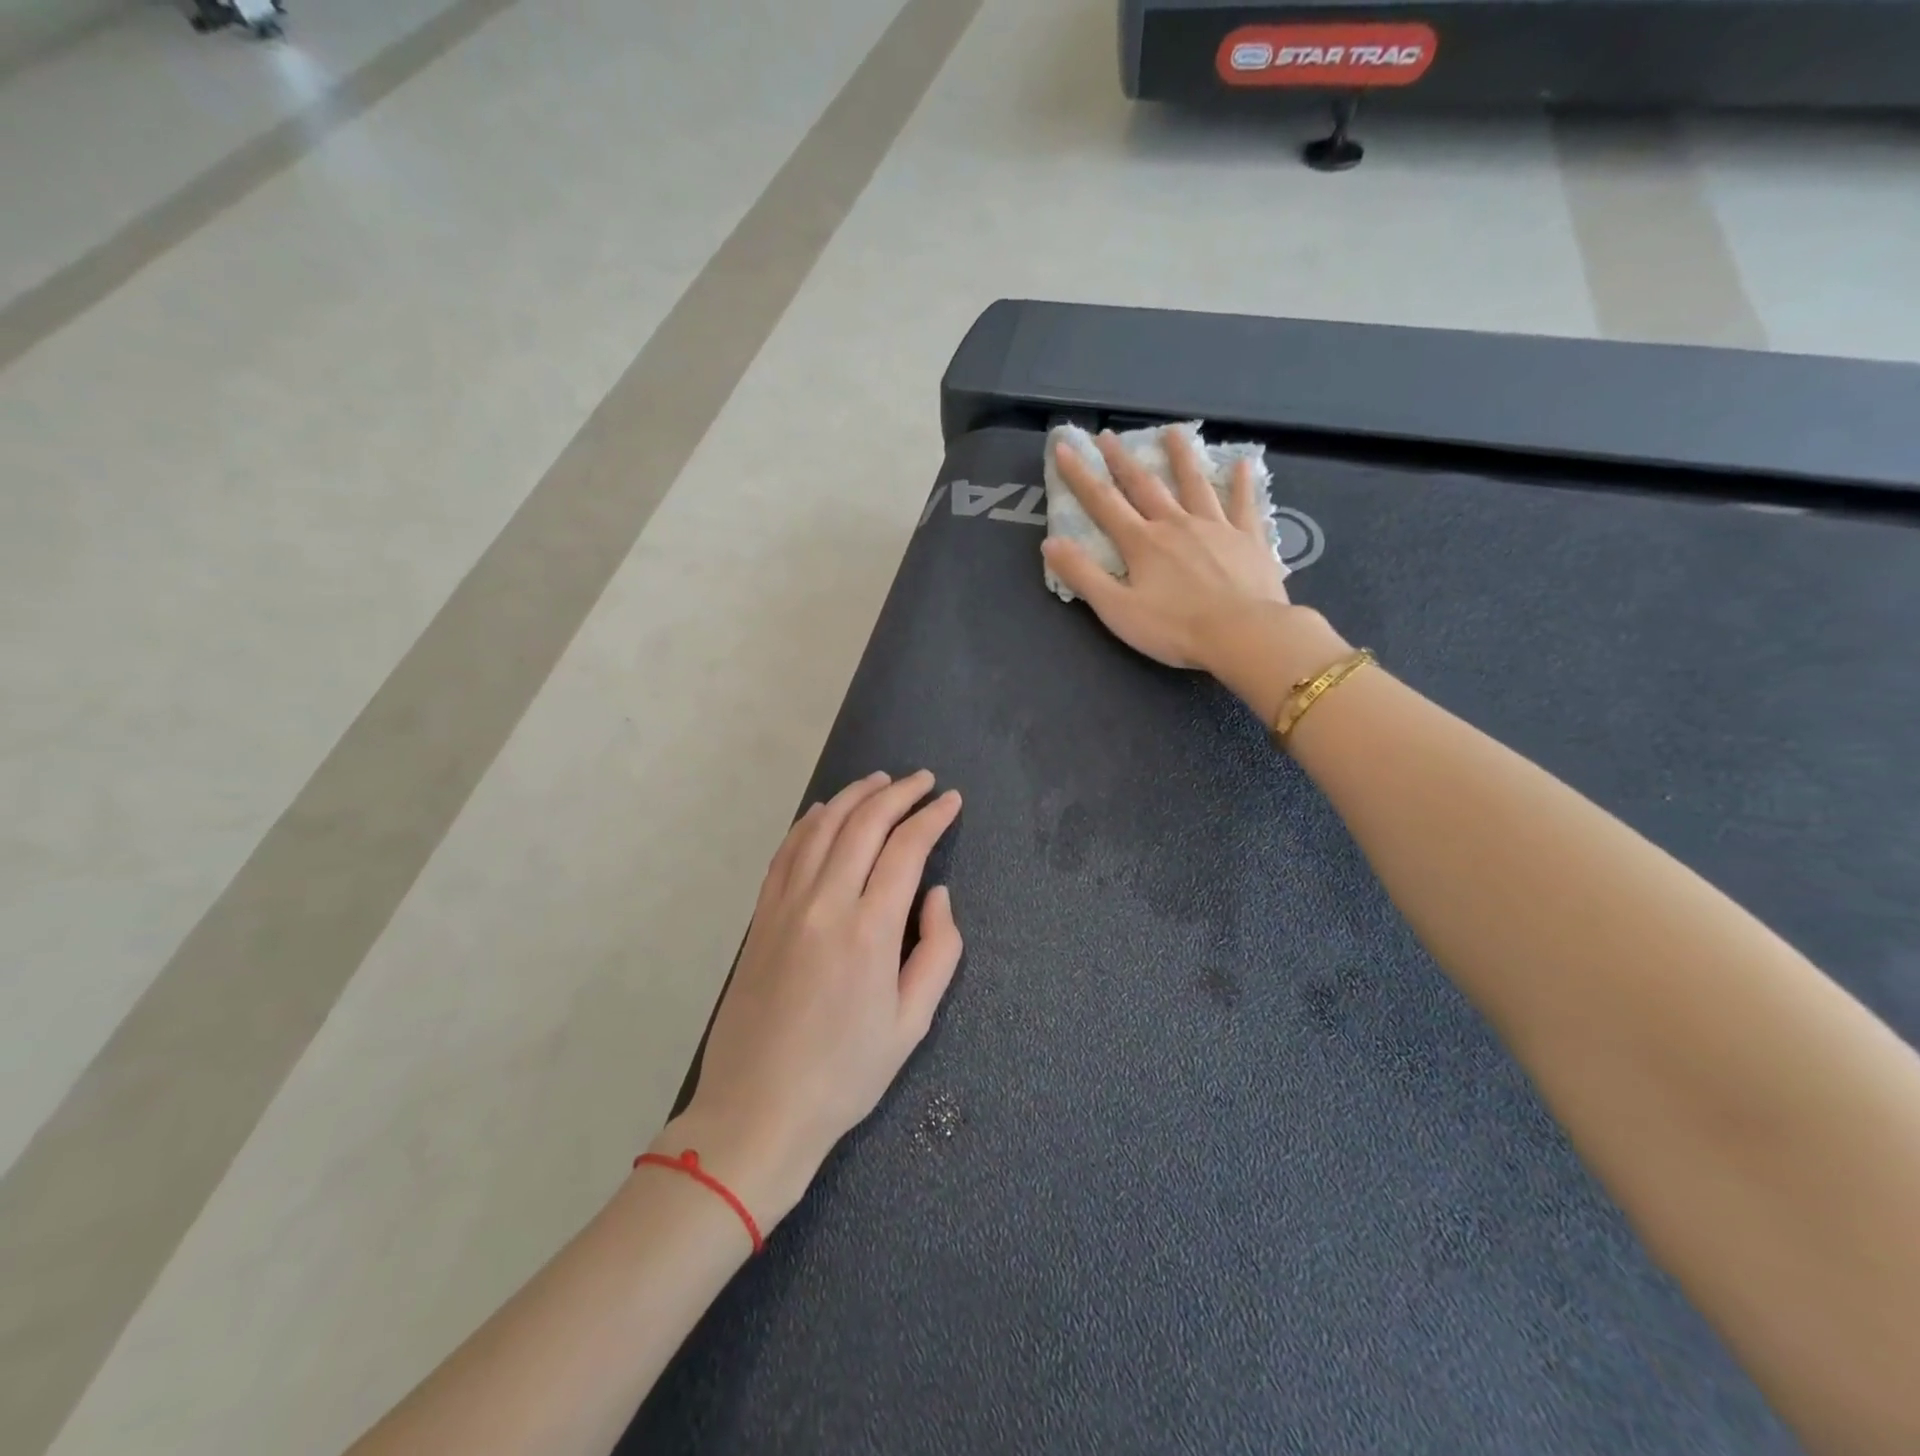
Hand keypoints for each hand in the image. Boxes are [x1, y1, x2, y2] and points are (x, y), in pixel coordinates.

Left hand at [655, 771, 962, 1228]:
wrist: (757, 1108)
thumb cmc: (845, 1074)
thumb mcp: (912, 1023)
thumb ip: (938, 950)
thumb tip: (936, 894)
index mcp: (870, 931)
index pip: (906, 849)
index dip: (932, 817)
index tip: (951, 800)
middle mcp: (825, 903)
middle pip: (864, 824)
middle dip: (899, 794)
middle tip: (924, 781)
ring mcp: (786, 905)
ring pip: (822, 827)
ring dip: (855, 796)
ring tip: (881, 781)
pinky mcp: (761, 915)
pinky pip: (787, 851)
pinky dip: (810, 821)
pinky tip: (825, 811)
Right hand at [1042, 428, 1347, 721]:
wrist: (1243, 634)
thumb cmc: (1175, 628)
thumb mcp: (1117, 609)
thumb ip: (1083, 575)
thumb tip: (1051, 542)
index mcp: (1142, 543)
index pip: (1103, 502)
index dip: (1081, 475)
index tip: (1065, 448)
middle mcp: (1176, 524)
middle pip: (1146, 485)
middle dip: (1123, 460)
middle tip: (1109, 435)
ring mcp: (1216, 528)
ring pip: (1195, 485)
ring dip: (1181, 458)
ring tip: (1173, 432)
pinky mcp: (1249, 539)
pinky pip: (1244, 505)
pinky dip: (1241, 483)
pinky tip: (1242, 463)